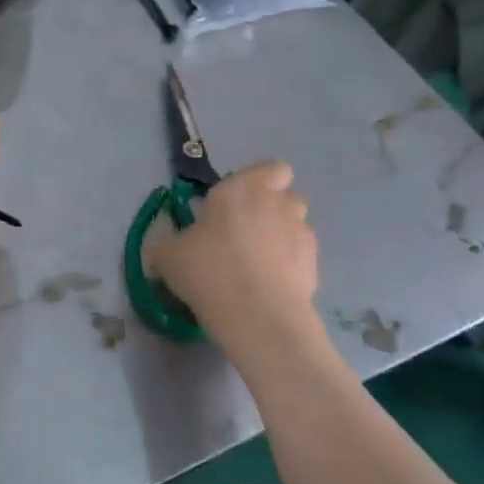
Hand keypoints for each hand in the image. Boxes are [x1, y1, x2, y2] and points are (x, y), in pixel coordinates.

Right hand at [152, 161, 323, 340]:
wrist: (256, 314)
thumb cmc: (207, 270)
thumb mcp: (167, 256)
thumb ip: (169, 242)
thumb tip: (170, 245)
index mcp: (241, 189)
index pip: (269, 168)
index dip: (258, 182)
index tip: (235, 203)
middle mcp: (277, 203)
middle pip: (286, 195)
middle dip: (272, 209)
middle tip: (245, 233)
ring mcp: (301, 233)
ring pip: (297, 225)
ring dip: (282, 236)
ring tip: (258, 263)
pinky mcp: (316, 265)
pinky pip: (301, 257)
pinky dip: (290, 266)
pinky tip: (269, 286)